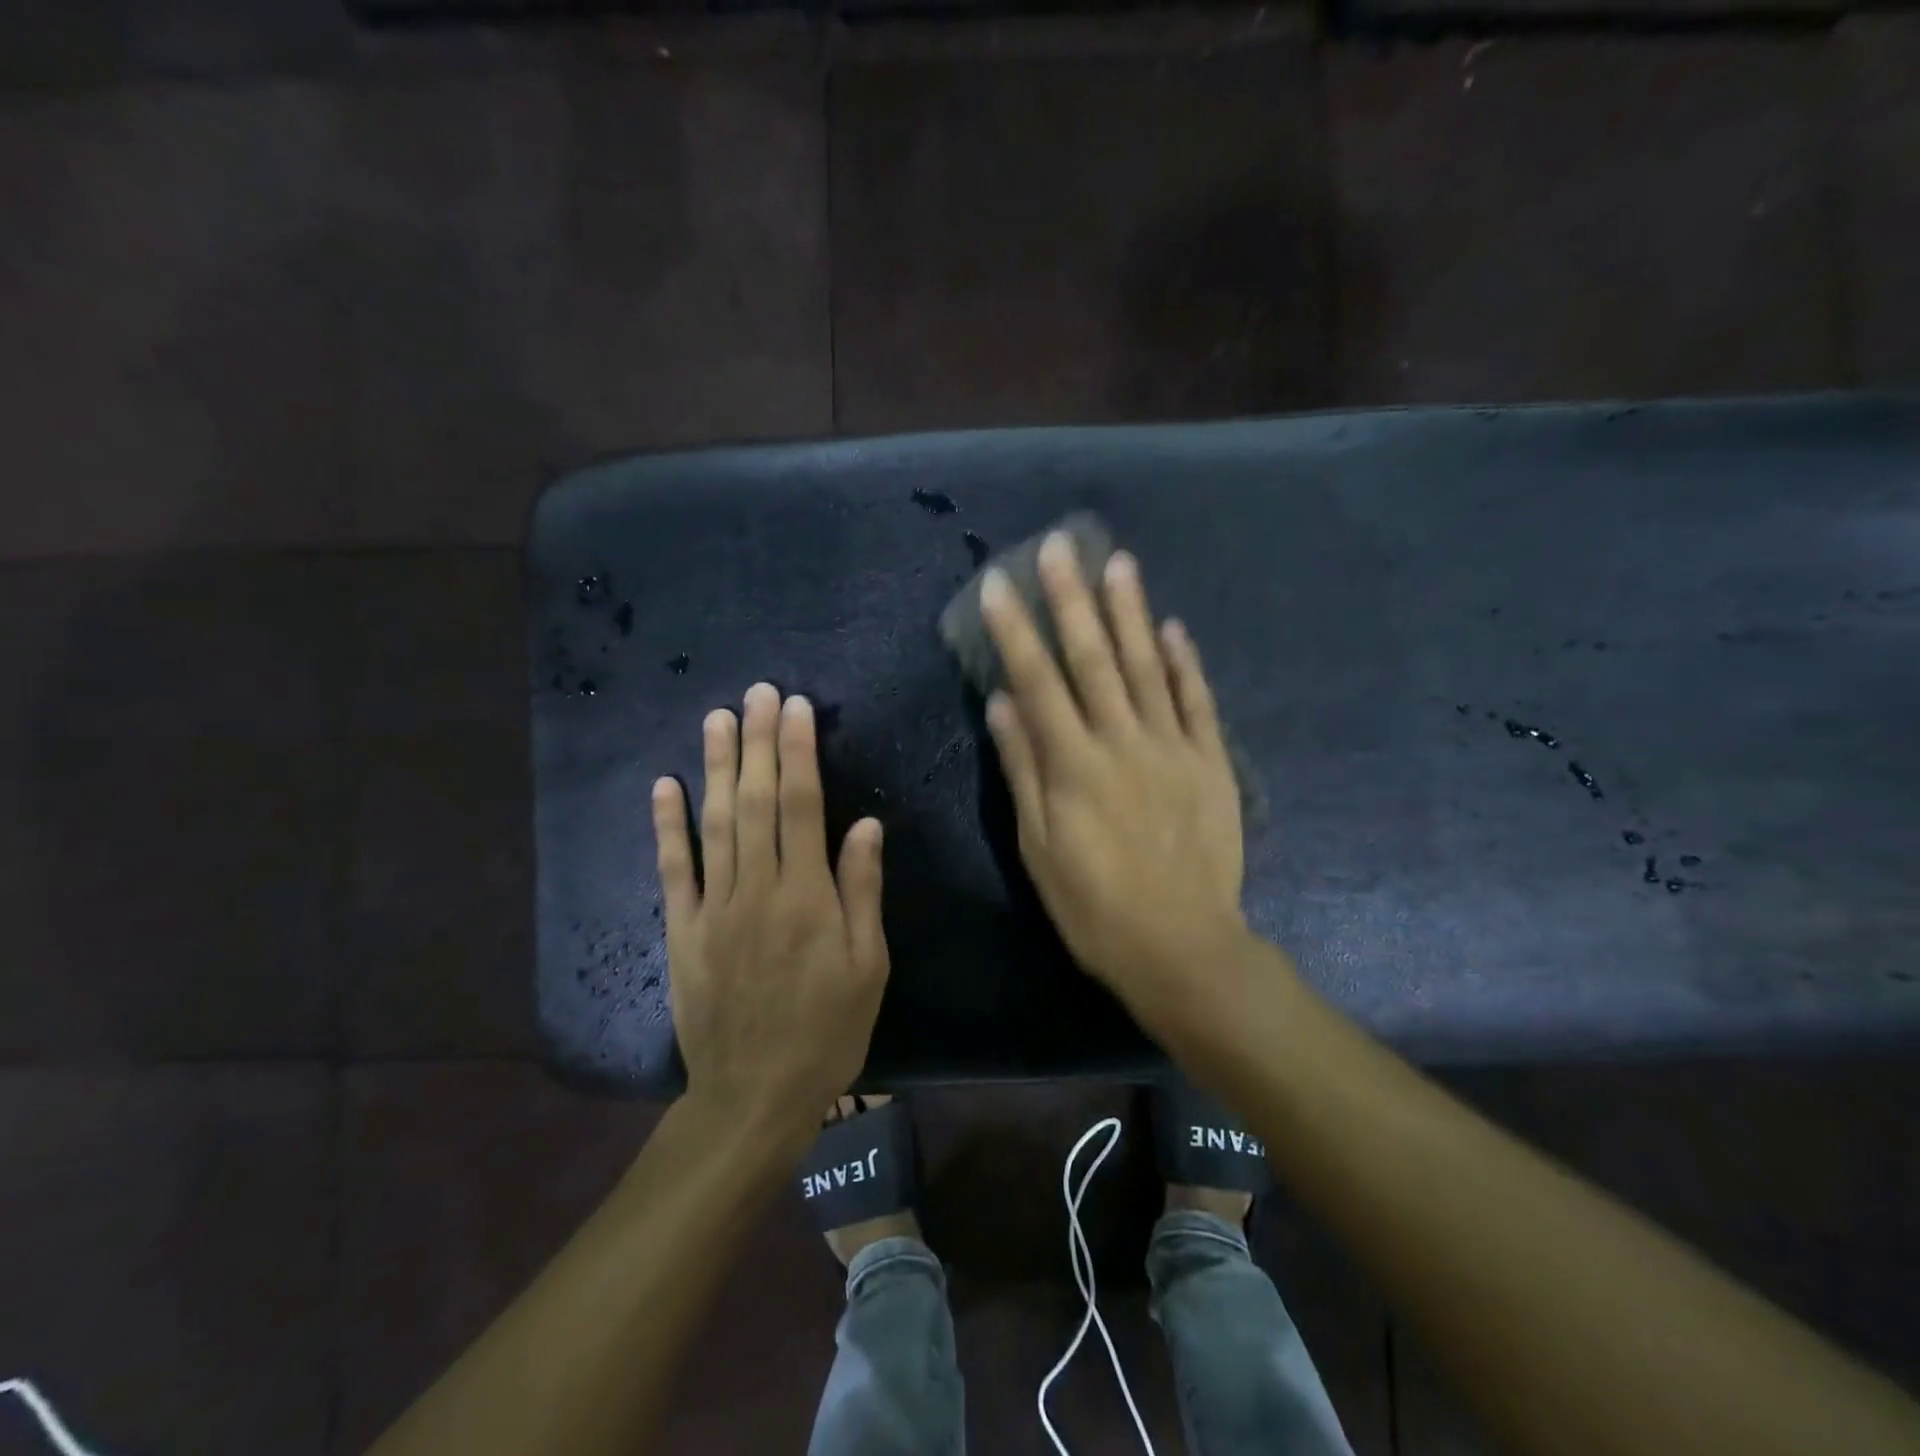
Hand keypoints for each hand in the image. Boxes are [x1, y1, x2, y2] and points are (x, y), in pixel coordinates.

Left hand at [653, 683, 889, 1147]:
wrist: (754, 1095)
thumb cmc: (827, 1030)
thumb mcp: (869, 966)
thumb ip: (863, 891)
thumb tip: (864, 824)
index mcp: (808, 896)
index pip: (801, 805)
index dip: (798, 752)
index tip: (796, 708)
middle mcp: (758, 889)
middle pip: (755, 801)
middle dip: (758, 742)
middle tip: (757, 692)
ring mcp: (714, 907)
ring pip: (715, 823)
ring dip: (716, 767)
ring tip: (718, 718)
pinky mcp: (682, 930)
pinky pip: (673, 869)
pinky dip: (668, 826)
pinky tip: (665, 785)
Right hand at [980, 535, 1246, 1027]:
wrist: (1183, 947)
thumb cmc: (1095, 907)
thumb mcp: (1040, 848)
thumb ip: (1024, 771)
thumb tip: (1002, 705)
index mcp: (1074, 764)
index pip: (1038, 681)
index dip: (1017, 630)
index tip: (1001, 584)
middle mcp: (1123, 742)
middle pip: (1093, 658)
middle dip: (1072, 598)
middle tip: (1060, 545)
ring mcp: (1173, 748)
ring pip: (1147, 666)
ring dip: (1131, 612)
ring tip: (1118, 562)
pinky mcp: (1211, 763)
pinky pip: (1197, 702)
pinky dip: (1185, 663)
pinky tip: (1173, 627)